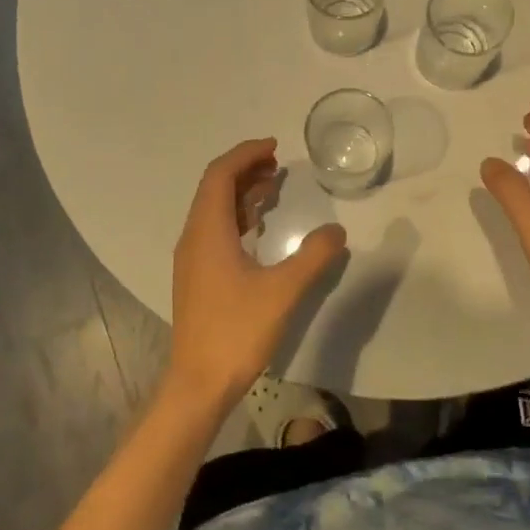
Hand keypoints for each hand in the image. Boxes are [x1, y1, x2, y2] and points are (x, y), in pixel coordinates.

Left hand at [167, 139, 347, 408]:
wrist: (198, 383)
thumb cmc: (236, 331)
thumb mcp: (283, 291)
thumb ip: (313, 257)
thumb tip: (337, 230)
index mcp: (207, 231)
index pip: (220, 175)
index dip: (245, 154)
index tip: (274, 146)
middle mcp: (194, 237)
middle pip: (215, 187)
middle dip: (245, 169)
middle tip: (278, 163)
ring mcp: (192, 258)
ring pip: (214, 209)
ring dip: (241, 192)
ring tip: (274, 186)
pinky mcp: (197, 276)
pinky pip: (215, 229)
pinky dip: (237, 217)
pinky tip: (259, 227)